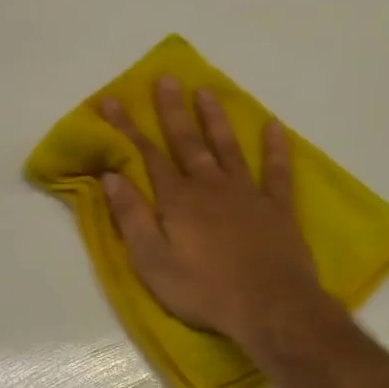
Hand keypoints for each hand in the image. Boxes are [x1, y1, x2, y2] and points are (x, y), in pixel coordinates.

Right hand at [100, 78, 339, 352]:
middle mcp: (209, 186)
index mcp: (177, 200)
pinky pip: (276, 171)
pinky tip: (273, 126)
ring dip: (215, 119)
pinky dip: (275, 148)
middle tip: (165, 79)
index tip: (112, 101)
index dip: (127, 128)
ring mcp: (246, 194)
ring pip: (226, 147)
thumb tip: (112, 176)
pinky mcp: (277, 208)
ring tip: (206, 90)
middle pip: (187, 142)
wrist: (270, 308)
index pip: (146, 155)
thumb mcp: (152, 261)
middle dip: (172, 110)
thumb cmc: (203, 289)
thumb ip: (132, 216)